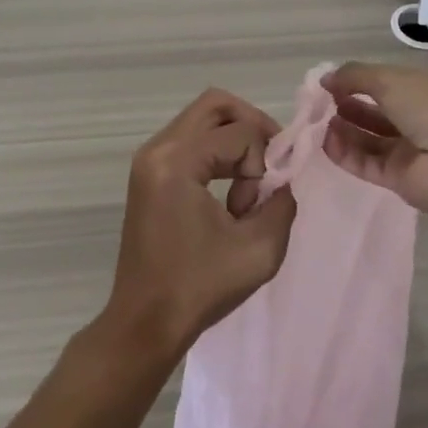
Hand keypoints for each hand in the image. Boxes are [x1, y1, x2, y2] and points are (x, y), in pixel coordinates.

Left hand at [103, 89, 298, 360]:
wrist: (145, 322)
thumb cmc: (200, 288)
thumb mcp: (261, 248)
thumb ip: (283, 201)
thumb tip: (282, 179)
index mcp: (176, 162)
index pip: (239, 132)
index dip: (262, 163)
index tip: (256, 205)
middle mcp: (157, 149)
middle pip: (216, 104)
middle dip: (252, 127)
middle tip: (269, 164)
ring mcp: (149, 159)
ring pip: (203, 119)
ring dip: (234, 142)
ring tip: (245, 189)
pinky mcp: (149, 173)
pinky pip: (191, 139)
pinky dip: (216, 153)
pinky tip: (227, 192)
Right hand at [320, 62, 427, 214]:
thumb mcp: (391, 80)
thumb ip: (355, 76)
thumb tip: (326, 78)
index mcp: (427, 91)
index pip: (388, 83)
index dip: (359, 81)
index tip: (330, 83)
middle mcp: (420, 120)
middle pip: (377, 113)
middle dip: (349, 106)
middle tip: (321, 104)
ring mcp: (410, 152)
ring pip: (370, 140)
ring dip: (344, 130)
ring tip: (320, 123)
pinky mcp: (399, 179)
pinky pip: (367, 164)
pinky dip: (346, 154)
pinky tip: (326, 144)